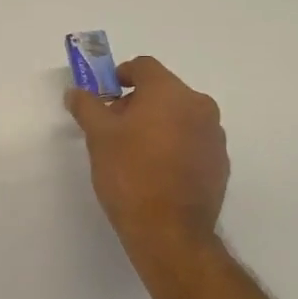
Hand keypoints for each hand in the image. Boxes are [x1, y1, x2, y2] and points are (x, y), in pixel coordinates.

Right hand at [66, 56, 228, 268]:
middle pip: (164, 91)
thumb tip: (76, 91)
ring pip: (180, 116)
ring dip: (158, 124)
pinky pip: (193, 141)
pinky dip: (175, 145)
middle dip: (137, 103)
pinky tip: (157, 171)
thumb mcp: (98, 137)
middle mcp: (199, 106)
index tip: (105, 95)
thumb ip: (87, 106)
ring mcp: (214, 136)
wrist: (169, 231)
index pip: (144, 66)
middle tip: (113, 127)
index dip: (121, 75)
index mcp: (170, 92)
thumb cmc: (130, 174)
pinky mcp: (220, 163)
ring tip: (134, 152)